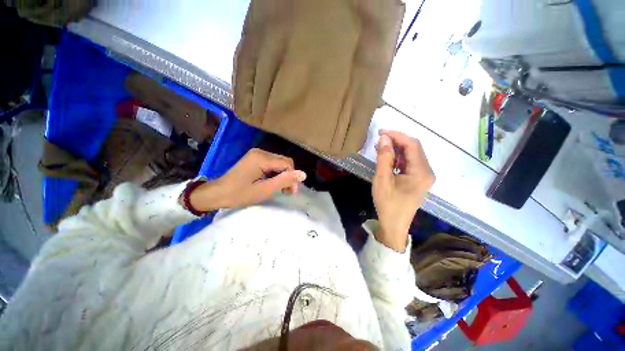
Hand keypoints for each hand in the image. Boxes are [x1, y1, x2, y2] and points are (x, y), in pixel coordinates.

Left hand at [188, 149, 306, 210]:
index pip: (287, 164)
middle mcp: (261, 152)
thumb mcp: (264, 190)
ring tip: (282, 189)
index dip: (293, 177)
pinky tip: (274, 183)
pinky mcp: (255, 159)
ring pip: (280, 163)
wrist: (217, 194)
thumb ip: (284, 181)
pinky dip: (276, 174)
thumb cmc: (239, 194)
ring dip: (283, 176)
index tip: (292, 192)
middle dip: (289, 177)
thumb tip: (304, 174)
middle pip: (284, 162)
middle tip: (287, 192)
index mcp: (262, 158)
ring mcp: (257, 154)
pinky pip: (272, 164)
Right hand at [372, 130, 434, 251]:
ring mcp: (423, 176)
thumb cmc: (388, 204)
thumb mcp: (382, 180)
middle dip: (397, 141)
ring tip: (381, 147)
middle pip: (414, 148)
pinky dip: (398, 158)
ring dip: (396, 149)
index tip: (381, 132)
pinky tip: (387, 158)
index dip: (397, 135)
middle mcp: (427, 172)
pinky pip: (409, 163)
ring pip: (411, 155)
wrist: (394, 225)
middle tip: (379, 138)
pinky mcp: (418, 180)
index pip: (412, 145)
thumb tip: (384, 138)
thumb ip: (384, 158)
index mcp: (421, 172)